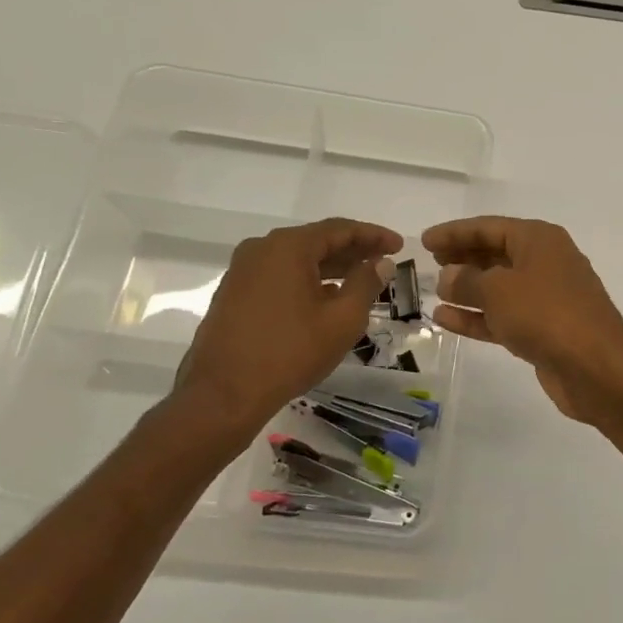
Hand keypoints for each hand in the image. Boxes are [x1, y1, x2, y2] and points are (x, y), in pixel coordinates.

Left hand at [175, 217, 402, 430]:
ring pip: (296, 260)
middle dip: (352, 251)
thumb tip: (381, 263)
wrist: (224, 393)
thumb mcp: (342, 320)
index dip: (373, 235)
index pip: (339, 229)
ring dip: (330, 267)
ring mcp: (242, 272)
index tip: (398, 245)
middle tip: (382, 262)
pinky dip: (307, 281)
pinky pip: (279, 276)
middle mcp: (261, 250)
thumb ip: (366, 284)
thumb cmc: (290, 352)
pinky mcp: (234, 294)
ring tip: (359, 281)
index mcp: (288, 247)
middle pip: (316, 241)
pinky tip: (324, 299)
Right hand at [422, 216, 622, 423]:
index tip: (425, 241)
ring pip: (499, 288)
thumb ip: (466, 281)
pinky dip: (477, 317)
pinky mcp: (544, 331)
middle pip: (496, 254)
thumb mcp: (498, 290)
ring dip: (467, 290)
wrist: (595, 367)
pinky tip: (446, 319)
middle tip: (429, 264)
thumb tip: (448, 276)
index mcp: (539, 240)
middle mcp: (545, 263)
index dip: (455, 233)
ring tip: (433, 292)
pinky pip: (504, 317)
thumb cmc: (546, 314)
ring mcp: (546, 299)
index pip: (489, 227)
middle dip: (463, 259)